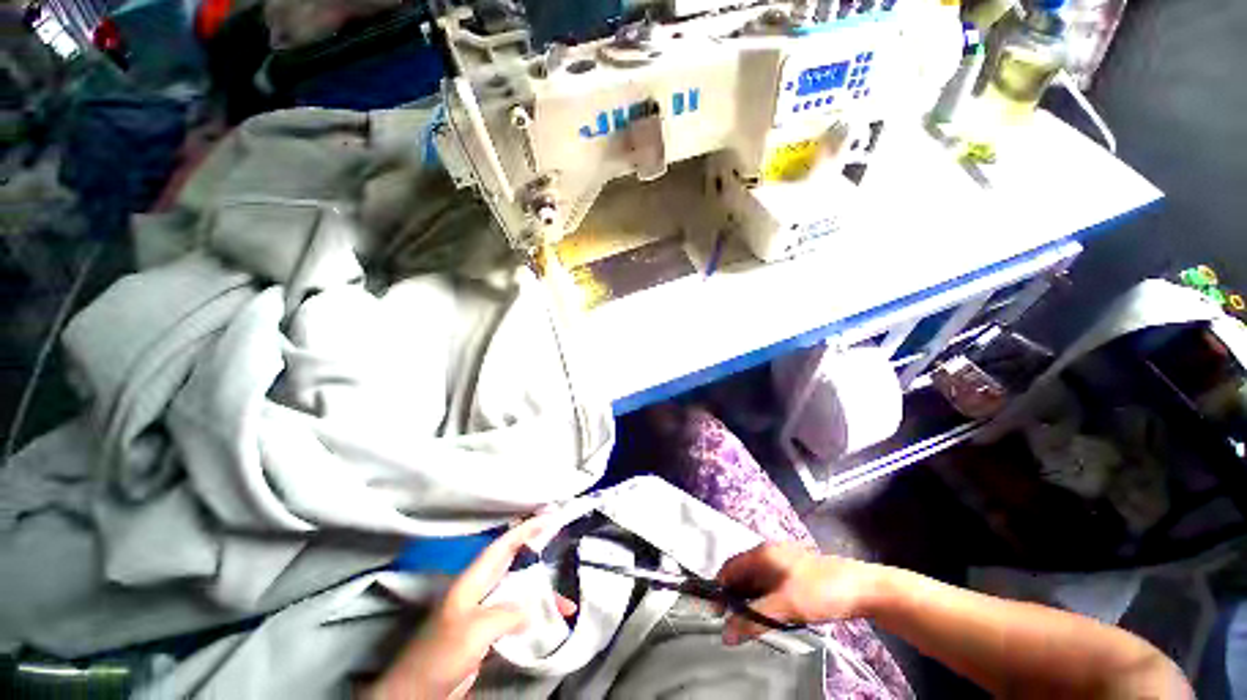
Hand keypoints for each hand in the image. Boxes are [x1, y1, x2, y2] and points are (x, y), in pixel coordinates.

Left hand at [368, 518, 575, 699]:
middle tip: (560, 545)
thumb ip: (506, 613)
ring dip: (542, 596)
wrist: (418, 692)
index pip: (503, 545)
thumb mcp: (475, 630)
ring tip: (565, 603)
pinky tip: (548, 624)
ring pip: (519, 592)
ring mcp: (483, 611)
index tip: (549, 516)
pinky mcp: (487, 632)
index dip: (526, 529)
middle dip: (538, 554)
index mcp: (472, 581)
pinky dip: (534, 617)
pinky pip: (517, 616)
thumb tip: (530, 610)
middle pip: (514, 564)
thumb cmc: (441, 654)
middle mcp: (479, 590)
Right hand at [716, 543, 878, 644]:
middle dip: (736, 598)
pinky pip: (770, 586)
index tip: (717, 613)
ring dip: (751, 601)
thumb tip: (726, 635)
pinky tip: (772, 616)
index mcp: (761, 553)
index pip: (729, 567)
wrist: (861, 589)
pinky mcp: (795, 573)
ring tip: (752, 624)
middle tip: (735, 624)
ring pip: (757, 582)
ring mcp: (782, 562)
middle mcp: (768, 553)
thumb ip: (753, 620)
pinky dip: (765, 600)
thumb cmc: (819, 591)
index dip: (720, 588)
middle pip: (742, 574)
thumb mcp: (784, 607)